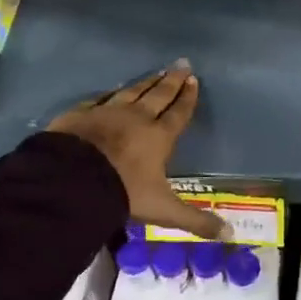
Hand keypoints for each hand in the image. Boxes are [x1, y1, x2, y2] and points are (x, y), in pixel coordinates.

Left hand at [49, 61, 224, 238]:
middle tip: (181, 64)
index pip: (178, 113)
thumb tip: (229, 235)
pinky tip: (114, 89)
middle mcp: (137, 118)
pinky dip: (110, 93)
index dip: (187, 98)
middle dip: (171, 81)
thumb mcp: (164, 209)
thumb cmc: (123, 192)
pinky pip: (100, 99)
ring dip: (146, 82)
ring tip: (156, 72)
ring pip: (132, 91)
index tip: (194, 80)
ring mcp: (107, 112)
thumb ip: (196, 220)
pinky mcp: (81, 114)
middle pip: (158, 95)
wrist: (70, 181)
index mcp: (159, 137)